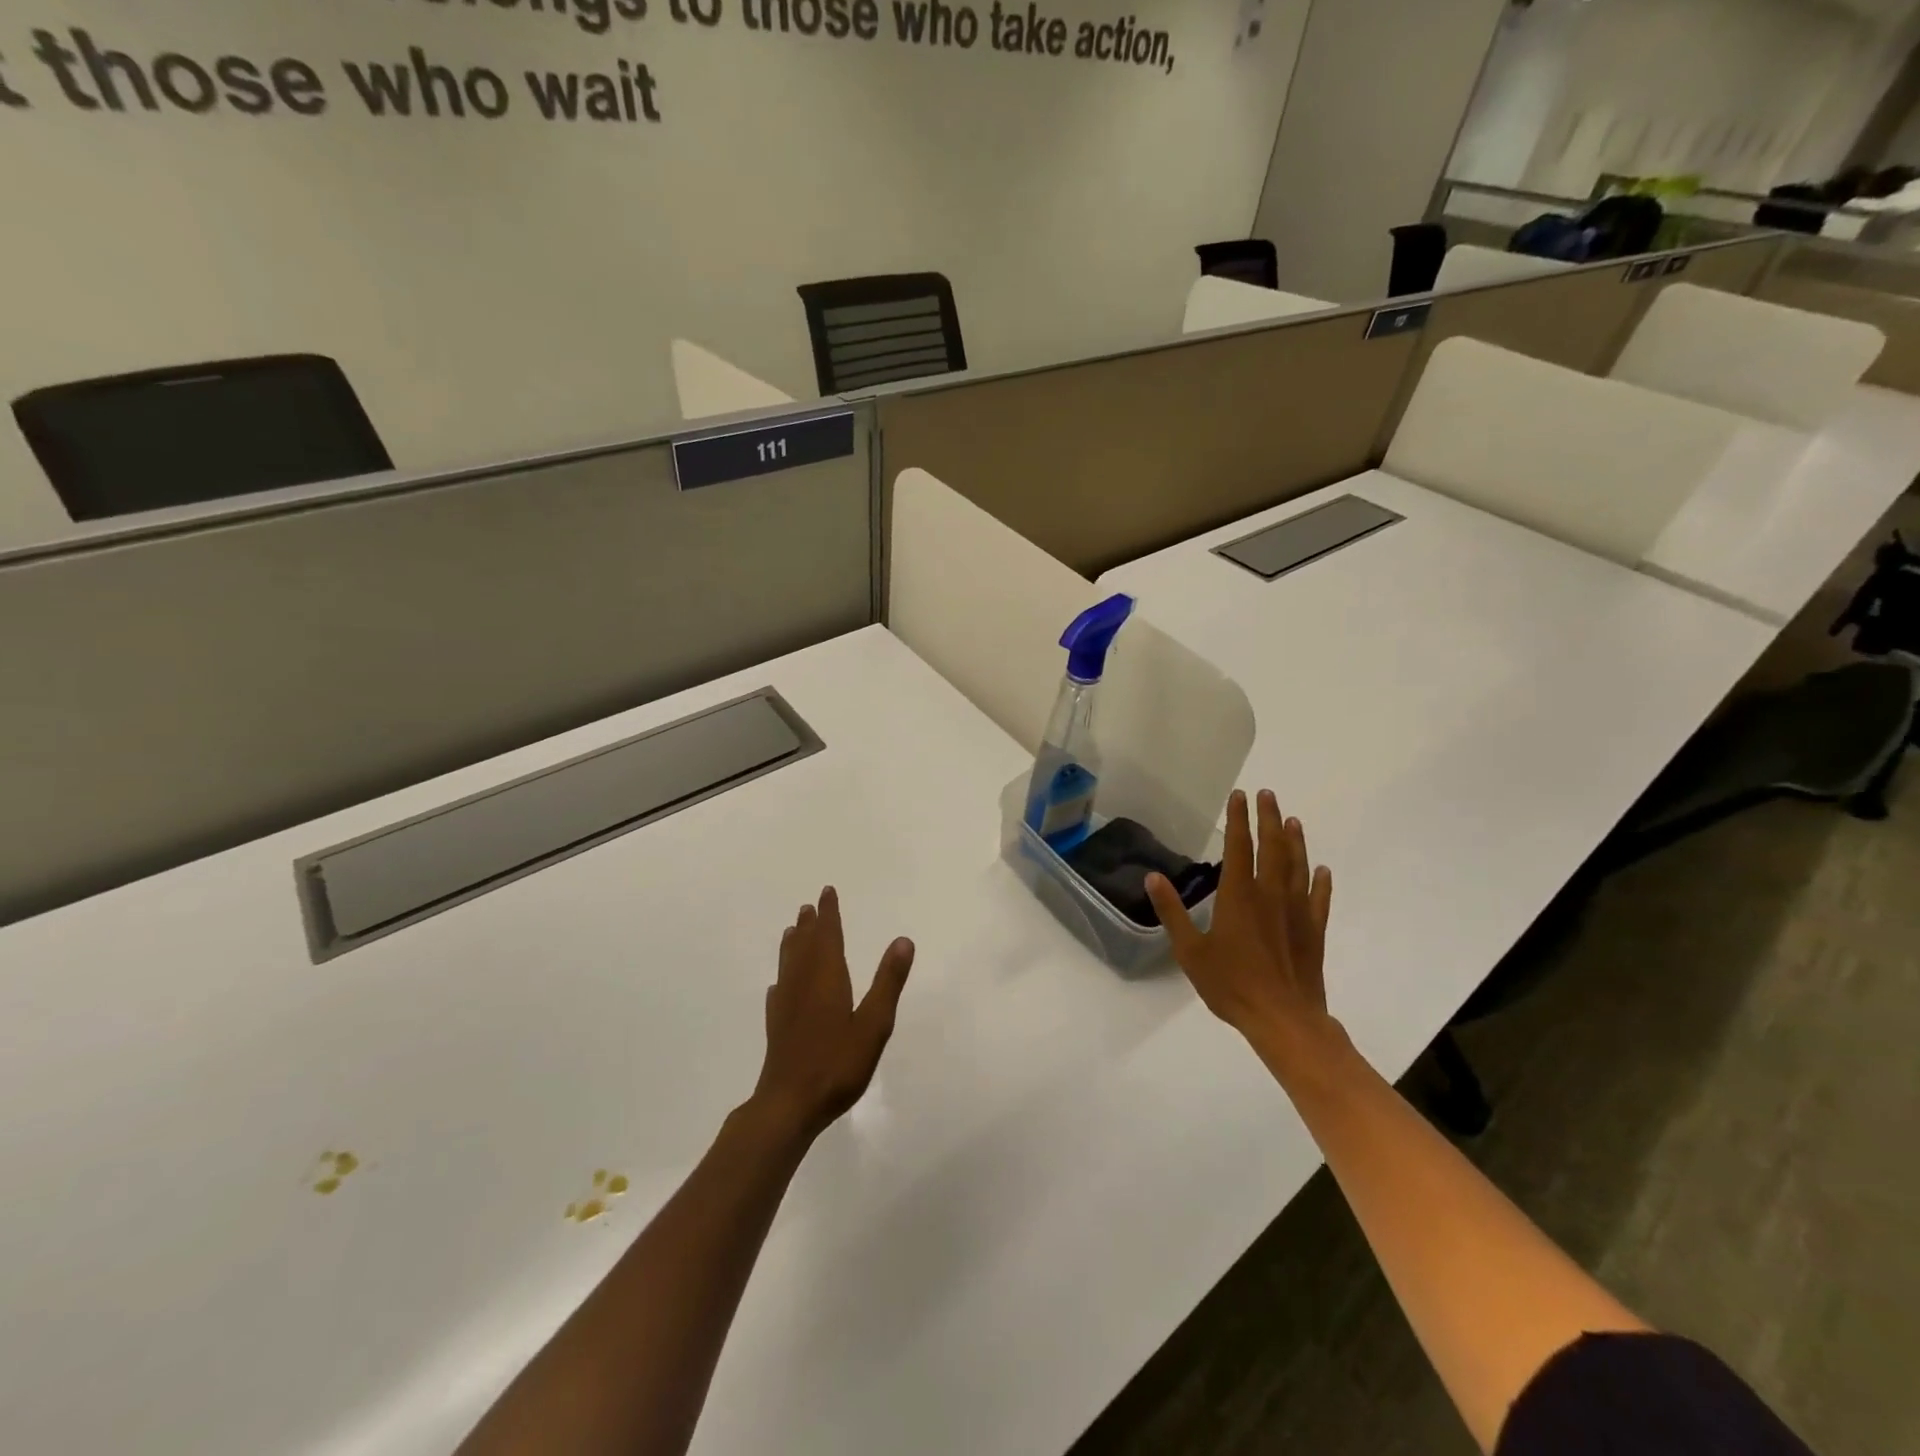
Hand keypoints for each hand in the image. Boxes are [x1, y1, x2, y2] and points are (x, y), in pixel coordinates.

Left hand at [751, 887, 914, 1141]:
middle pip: (806, 947)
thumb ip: (888, 982)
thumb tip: (903, 940)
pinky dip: (782, 979)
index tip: (826, 892)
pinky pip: (779, 991)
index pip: (828, 937)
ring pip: (789, 965)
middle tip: (809, 906)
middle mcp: (803, 984)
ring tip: (792, 931)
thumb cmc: (837, 1063)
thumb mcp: (874, 1024)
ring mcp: (786, 1006)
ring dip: (793, 945)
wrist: (789, 1105)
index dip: (829, 914)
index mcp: (827, 978)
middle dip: (810, 925)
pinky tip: (779, 986)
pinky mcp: (777, 1027)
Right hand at [1146, 790, 1333, 1052]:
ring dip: (1295, 841)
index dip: (1238, 819)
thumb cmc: (1231, 985)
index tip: (1239, 796)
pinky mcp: (1314, 931)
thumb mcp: (1190, 951)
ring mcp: (1296, 912)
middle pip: (1272, 847)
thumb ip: (1172, 912)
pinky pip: (1319, 899)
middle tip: (1268, 795)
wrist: (1284, 1020)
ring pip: (1297, 866)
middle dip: (1268, 818)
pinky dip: (1320, 882)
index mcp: (1239, 896)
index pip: (1238, 846)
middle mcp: (1270, 895)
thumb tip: (1153, 877)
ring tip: (1293, 820)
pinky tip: (1321, 871)